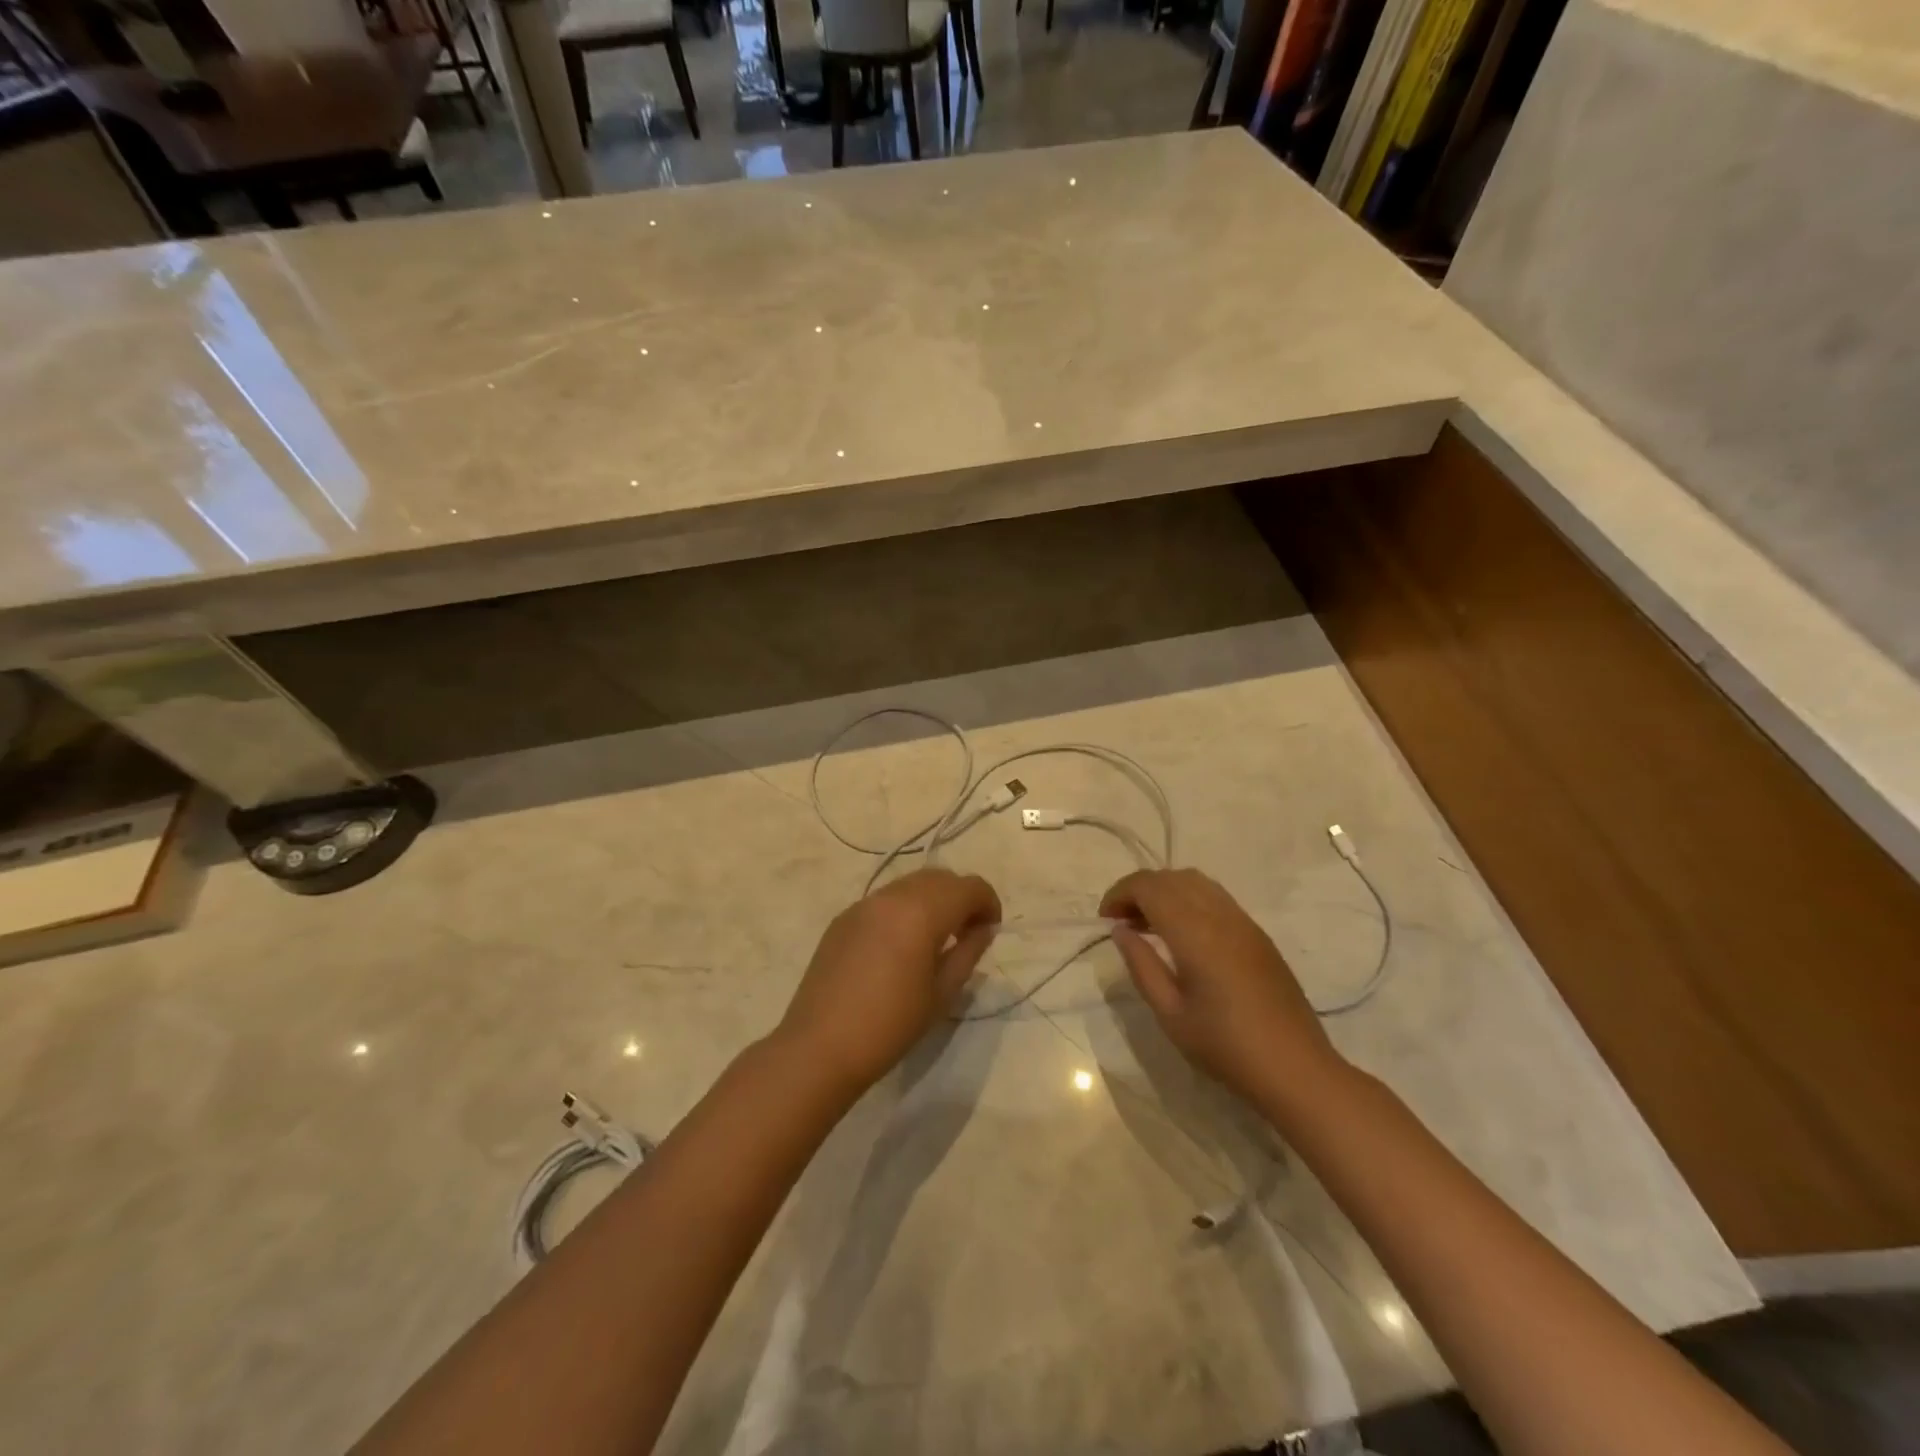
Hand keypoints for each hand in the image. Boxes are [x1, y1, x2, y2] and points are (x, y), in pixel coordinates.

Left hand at [778, 869, 1000, 1092]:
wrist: (820, 1046)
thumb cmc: (890, 1025)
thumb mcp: (941, 993)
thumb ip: (968, 952)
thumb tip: (982, 929)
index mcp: (922, 912)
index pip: (969, 887)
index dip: (988, 902)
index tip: (990, 930)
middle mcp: (892, 896)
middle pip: (940, 878)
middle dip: (961, 897)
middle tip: (967, 933)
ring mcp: (863, 904)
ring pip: (910, 884)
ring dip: (932, 900)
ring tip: (936, 938)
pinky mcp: (843, 918)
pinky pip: (885, 900)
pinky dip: (904, 909)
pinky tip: (901, 945)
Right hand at [1101, 868, 1343, 1108]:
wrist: (1296, 1069)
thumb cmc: (1226, 1047)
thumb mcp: (1170, 1014)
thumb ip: (1142, 965)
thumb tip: (1121, 930)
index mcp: (1195, 933)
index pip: (1149, 887)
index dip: (1120, 893)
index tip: (1104, 918)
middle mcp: (1220, 915)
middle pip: (1171, 878)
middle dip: (1139, 889)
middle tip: (1121, 921)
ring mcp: (1243, 922)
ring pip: (1195, 881)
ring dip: (1165, 891)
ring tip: (1147, 923)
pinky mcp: (1257, 934)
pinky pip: (1215, 897)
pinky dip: (1188, 899)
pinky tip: (1181, 932)